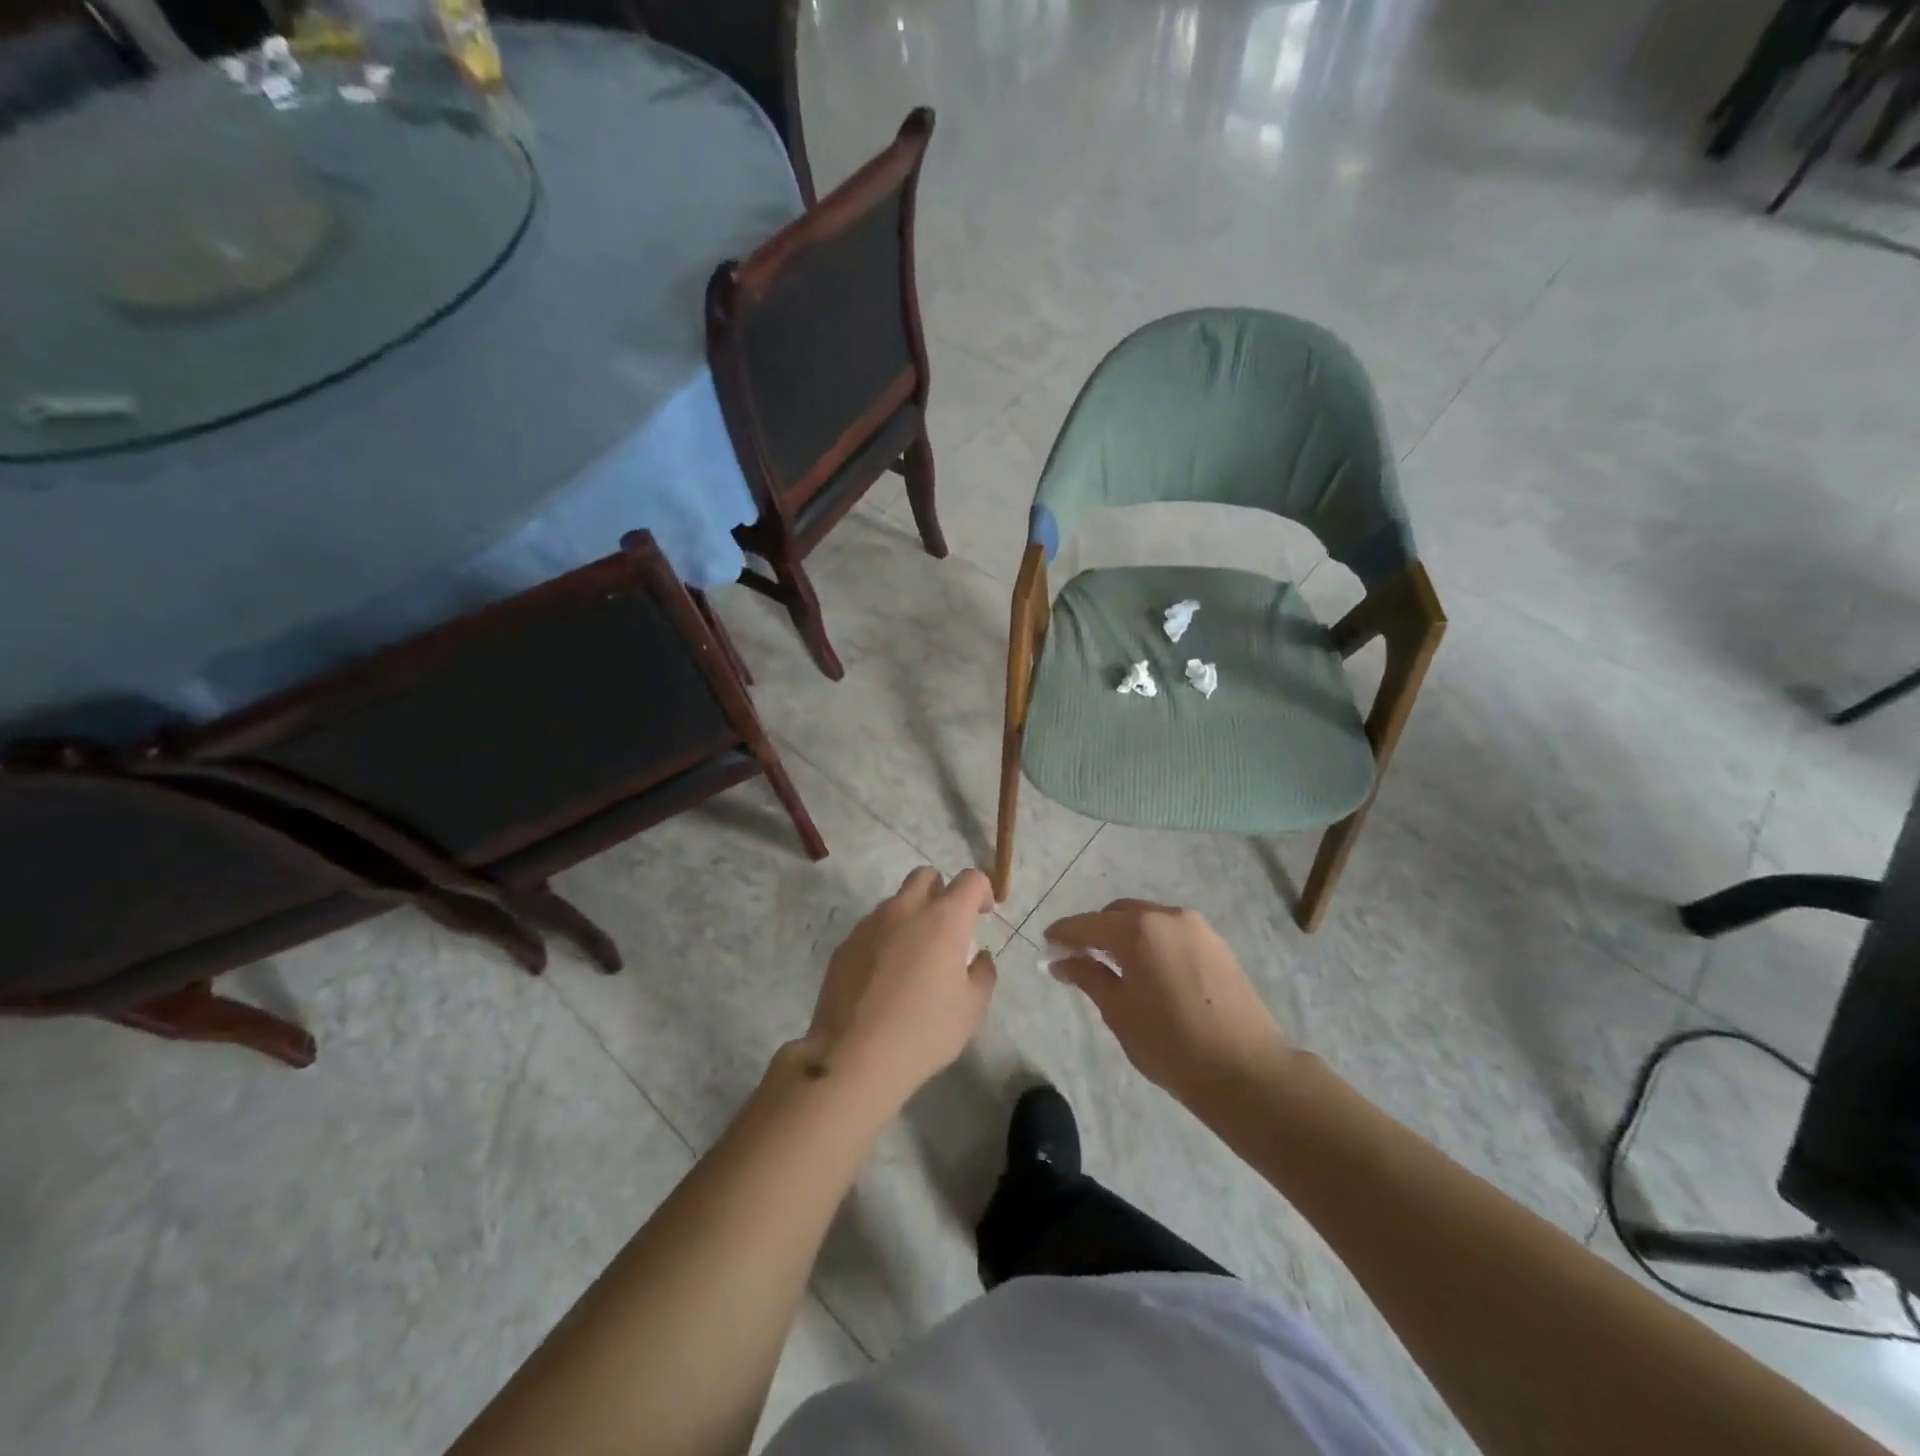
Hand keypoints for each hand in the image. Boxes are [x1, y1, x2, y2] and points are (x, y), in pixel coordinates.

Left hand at [800, 867, 997, 1110]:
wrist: (854, 1056)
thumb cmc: (924, 1031)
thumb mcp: (972, 1008)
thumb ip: (983, 973)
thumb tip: (979, 957)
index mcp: (944, 919)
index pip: (970, 879)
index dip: (983, 890)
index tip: (984, 914)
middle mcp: (905, 910)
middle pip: (926, 876)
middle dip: (942, 891)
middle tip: (948, 928)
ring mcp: (870, 924)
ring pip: (896, 901)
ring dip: (912, 915)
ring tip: (914, 958)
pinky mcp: (845, 944)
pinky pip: (872, 927)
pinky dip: (886, 938)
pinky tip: (885, 976)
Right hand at [1044, 899, 1288, 1104]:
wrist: (1247, 1071)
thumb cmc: (1172, 1045)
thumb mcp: (1119, 1012)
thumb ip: (1089, 977)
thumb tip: (1062, 961)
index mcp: (1138, 930)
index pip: (1088, 924)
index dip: (1064, 933)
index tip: (1047, 944)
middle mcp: (1166, 916)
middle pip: (1118, 914)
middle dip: (1095, 931)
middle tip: (1079, 957)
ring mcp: (1196, 928)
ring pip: (1147, 919)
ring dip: (1125, 935)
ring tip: (1113, 966)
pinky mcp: (1217, 944)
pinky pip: (1171, 932)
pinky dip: (1151, 941)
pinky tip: (1148, 970)